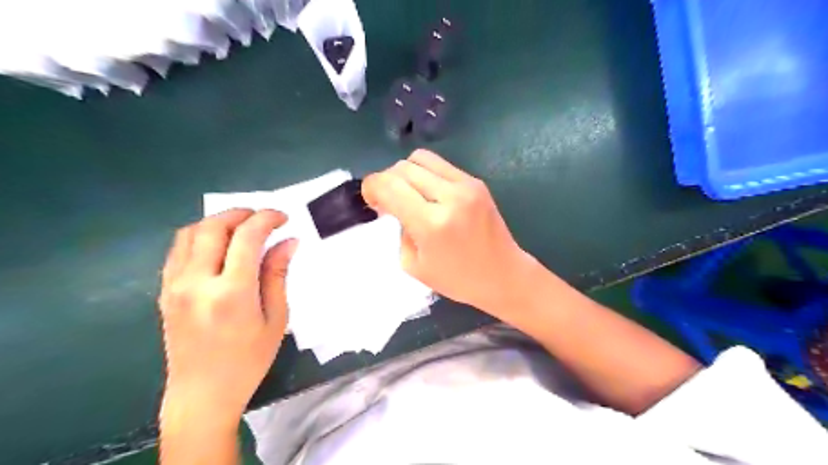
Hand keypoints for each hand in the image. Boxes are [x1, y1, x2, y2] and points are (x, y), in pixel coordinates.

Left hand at [157, 209, 295, 431]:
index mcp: (231, 292)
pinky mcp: (165, 291)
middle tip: (263, 218)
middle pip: (213, 226)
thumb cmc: (249, 360)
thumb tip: (288, 242)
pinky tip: (218, 246)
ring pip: (190, 233)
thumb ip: (278, 275)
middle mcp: (197, 282)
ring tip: (241, 227)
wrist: (202, 393)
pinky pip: (178, 250)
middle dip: (241, 213)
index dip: (267, 219)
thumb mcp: (275, 319)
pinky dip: (200, 237)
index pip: (247, 237)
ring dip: (218, 222)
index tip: (283, 218)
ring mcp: (174, 286)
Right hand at [363, 149, 536, 315]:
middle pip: (402, 167)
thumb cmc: (458, 279)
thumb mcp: (414, 265)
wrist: (503, 274)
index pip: (388, 185)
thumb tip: (397, 207)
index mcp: (431, 223)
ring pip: (420, 158)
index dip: (371, 187)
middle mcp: (449, 197)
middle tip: (388, 200)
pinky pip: (440, 165)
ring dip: (406, 173)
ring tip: (409, 193)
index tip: (371, 200)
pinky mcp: (476, 182)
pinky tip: (429, 193)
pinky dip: (426, 174)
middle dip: (386, 180)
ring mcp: (466, 185)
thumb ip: (400, 230)